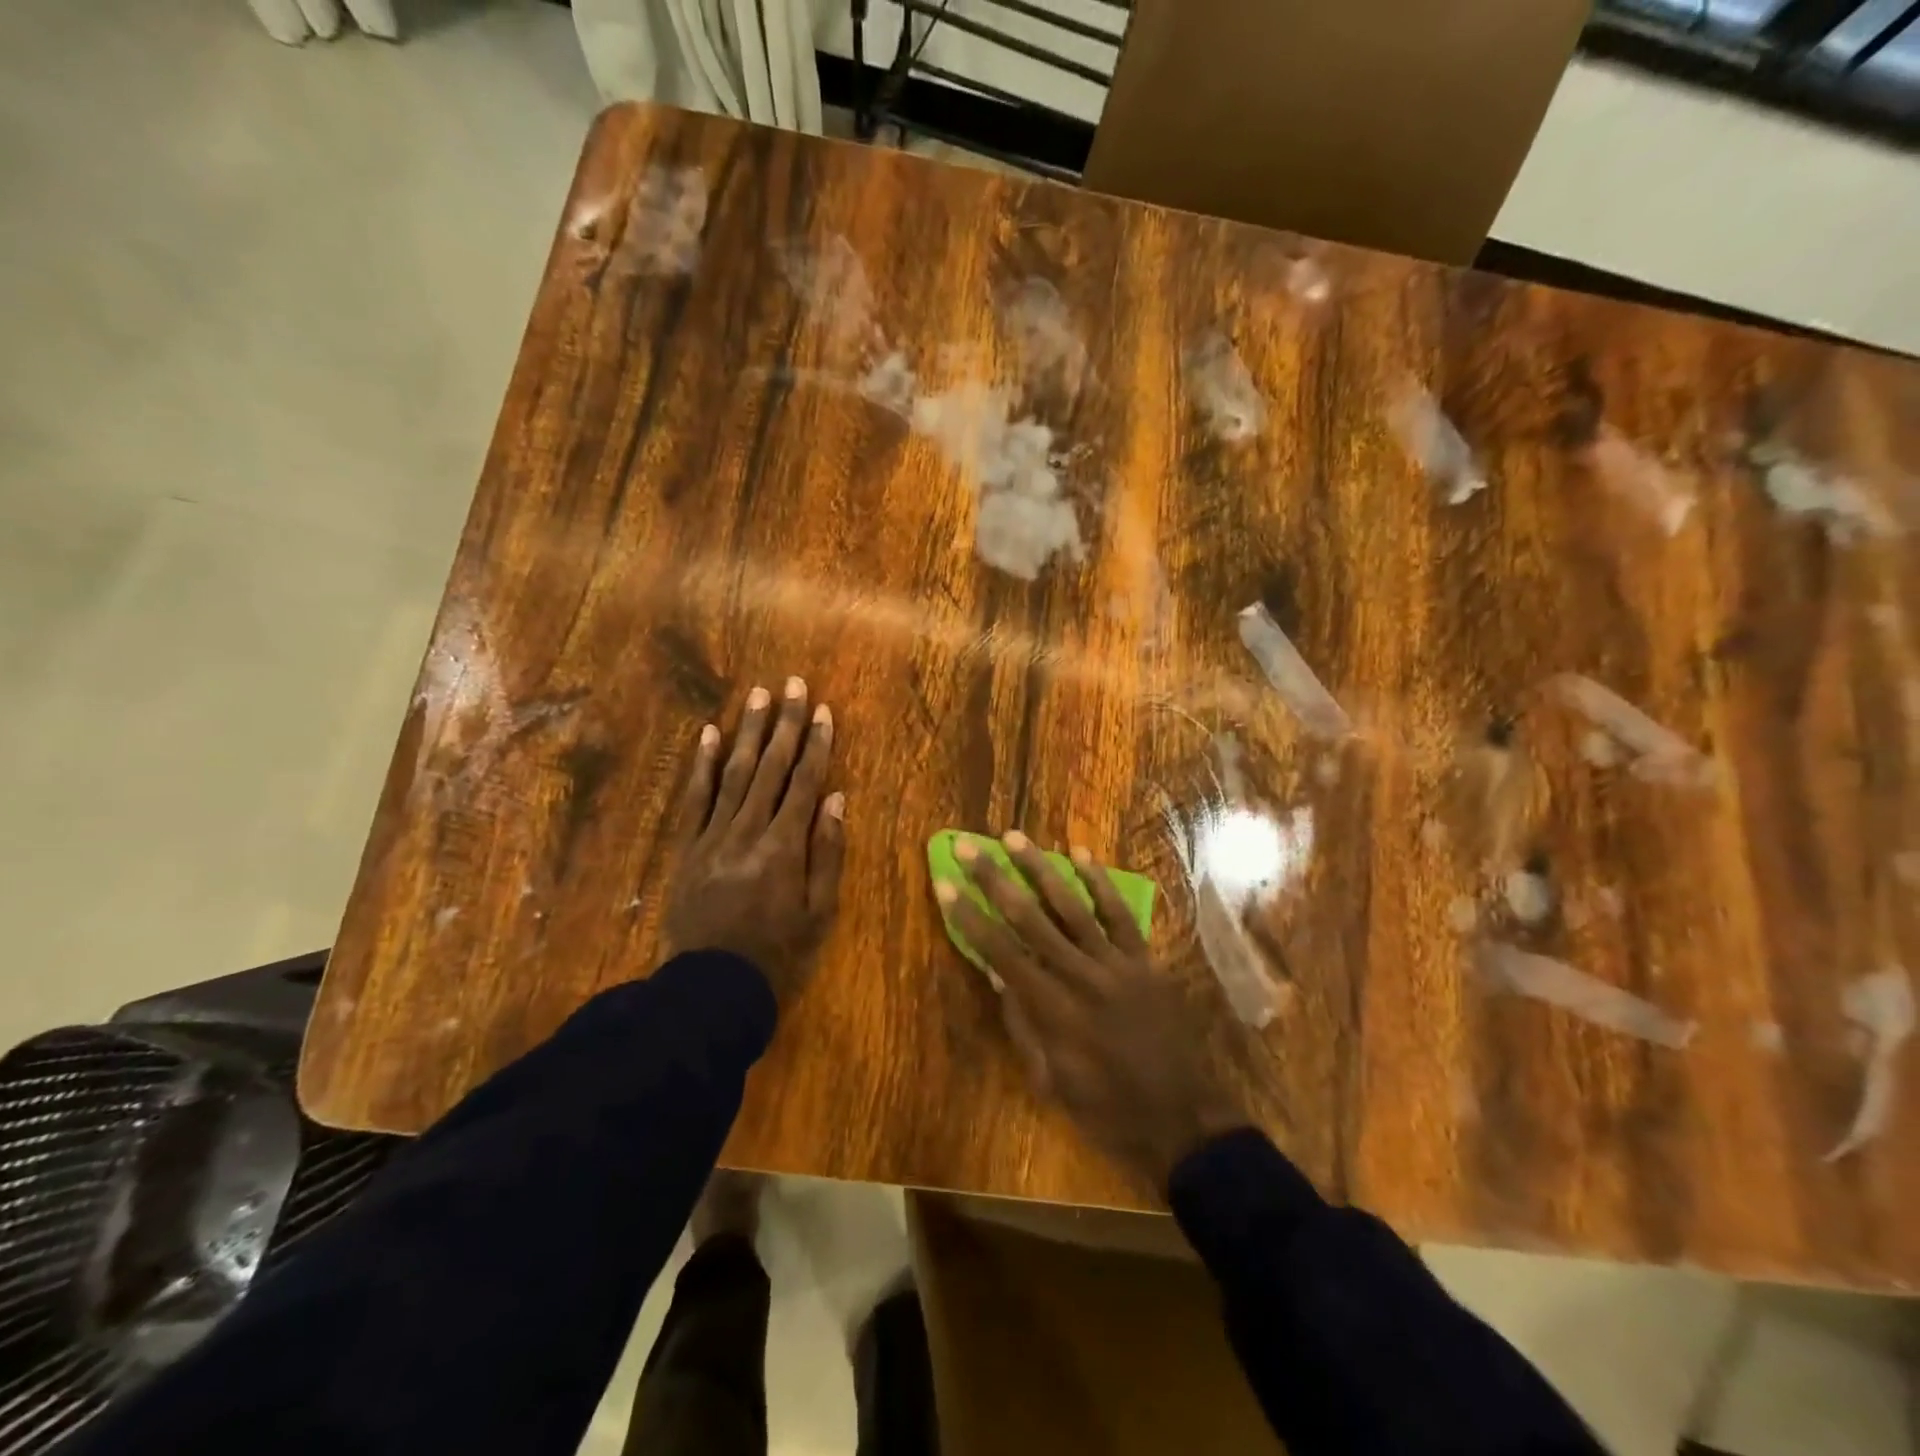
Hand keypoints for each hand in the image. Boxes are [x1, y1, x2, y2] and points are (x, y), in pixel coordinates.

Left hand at [663, 678, 844, 1003]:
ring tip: (759, 695)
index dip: (816, 745)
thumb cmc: (777, 952)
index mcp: (784, 847)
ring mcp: (713, 836)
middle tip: (794, 684)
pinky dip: (703, 764)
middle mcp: (748, 831)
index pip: (804, 783)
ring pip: (734, 773)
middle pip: (771, 768)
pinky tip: (710, 733)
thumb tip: (836, 798)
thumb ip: (828, 852)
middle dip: (785, 724)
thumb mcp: (819, 911)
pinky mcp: (688, 847)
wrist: (711, 987)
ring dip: (749, 732)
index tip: (825, 711)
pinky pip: (695, 798)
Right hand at [935, 833, 1247, 1192]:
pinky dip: (1100, 883)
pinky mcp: (1145, 960)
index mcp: (1052, 1011)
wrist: (1181, 1118)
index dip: (969, 917)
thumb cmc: (1105, 1109)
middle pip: (1030, 919)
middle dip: (994, 880)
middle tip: (968, 847)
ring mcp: (1117, 964)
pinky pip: (1120, 915)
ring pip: (1072, 906)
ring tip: (1014, 837)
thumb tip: (997, 973)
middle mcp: (1080, 976)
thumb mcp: (1050, 1079)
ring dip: (1040, 868)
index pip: (1000, 952)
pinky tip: (1081, 854)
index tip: (945, 884)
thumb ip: (1023, 1023)